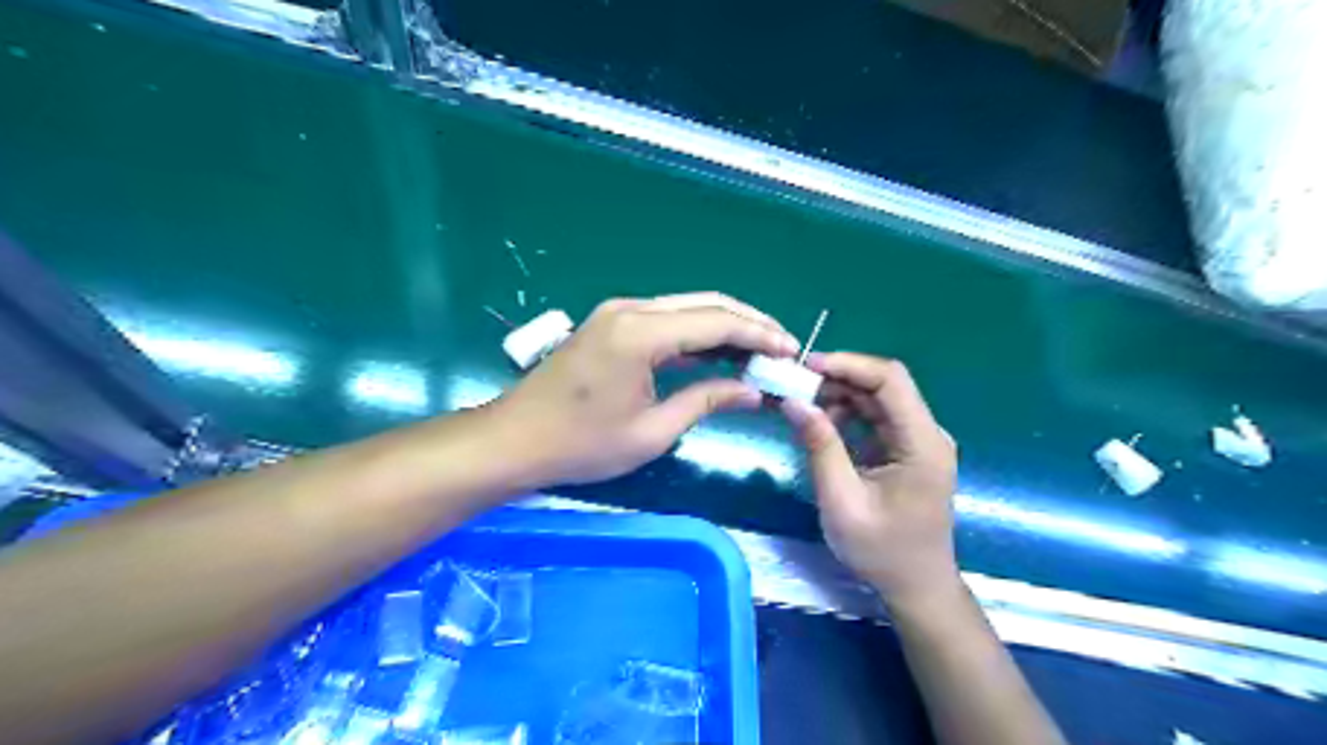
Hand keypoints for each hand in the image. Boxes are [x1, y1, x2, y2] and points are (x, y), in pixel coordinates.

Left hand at [488, 291, 790, 488]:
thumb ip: (706, 401)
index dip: (759, 335)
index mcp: (641, 333)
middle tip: (782, 347)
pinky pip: (666, 320)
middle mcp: (631, 309)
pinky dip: (697, 333)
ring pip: (687, 308)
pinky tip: (719, 353)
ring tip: (760, 351)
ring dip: (725, 326)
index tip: (790, 351)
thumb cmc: (581, 444)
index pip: (717, 321)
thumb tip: (752, 391)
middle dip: (749, 323)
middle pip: (706, 304)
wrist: (514, 440)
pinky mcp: (611, 324)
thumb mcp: (652, 431)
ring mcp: (618, 313)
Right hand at [780, 354, 960, 611]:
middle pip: (885, 385)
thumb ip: (820, 447)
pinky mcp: (908, 450)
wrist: (916, 587)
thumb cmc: (881, 551)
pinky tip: (821, 423)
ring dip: (840, 395)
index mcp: (923, 444)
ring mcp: (920, 441)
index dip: (848, 364)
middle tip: (794, 384)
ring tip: (801, 403)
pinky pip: (877, 418)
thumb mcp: (842, 501)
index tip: (806, 367)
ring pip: (878, 399)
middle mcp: (928, 433)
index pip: (891, 380)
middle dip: (838, 378)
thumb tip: (793, 401)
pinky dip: (847, 414)